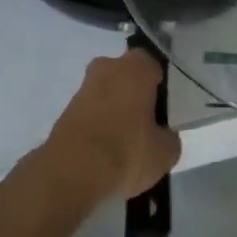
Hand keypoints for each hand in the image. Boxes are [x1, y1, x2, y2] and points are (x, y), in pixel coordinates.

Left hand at [42, 50, 181, 202]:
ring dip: (114, 111)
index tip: (163, 112)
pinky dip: (97, 126)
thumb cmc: (127, 151)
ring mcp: (85, 86)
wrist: (72, 171)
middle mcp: (109, 66)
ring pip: (107, 94)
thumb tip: (165, 135)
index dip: (160, 90)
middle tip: (144, 127)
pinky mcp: (66, 109)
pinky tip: (103, 152)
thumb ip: (170, 138)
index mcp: (137, 66)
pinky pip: (91, 113)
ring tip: (122, 146)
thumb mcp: (164, 153)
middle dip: (135, 96)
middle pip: (128, 77)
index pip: (154, 67)